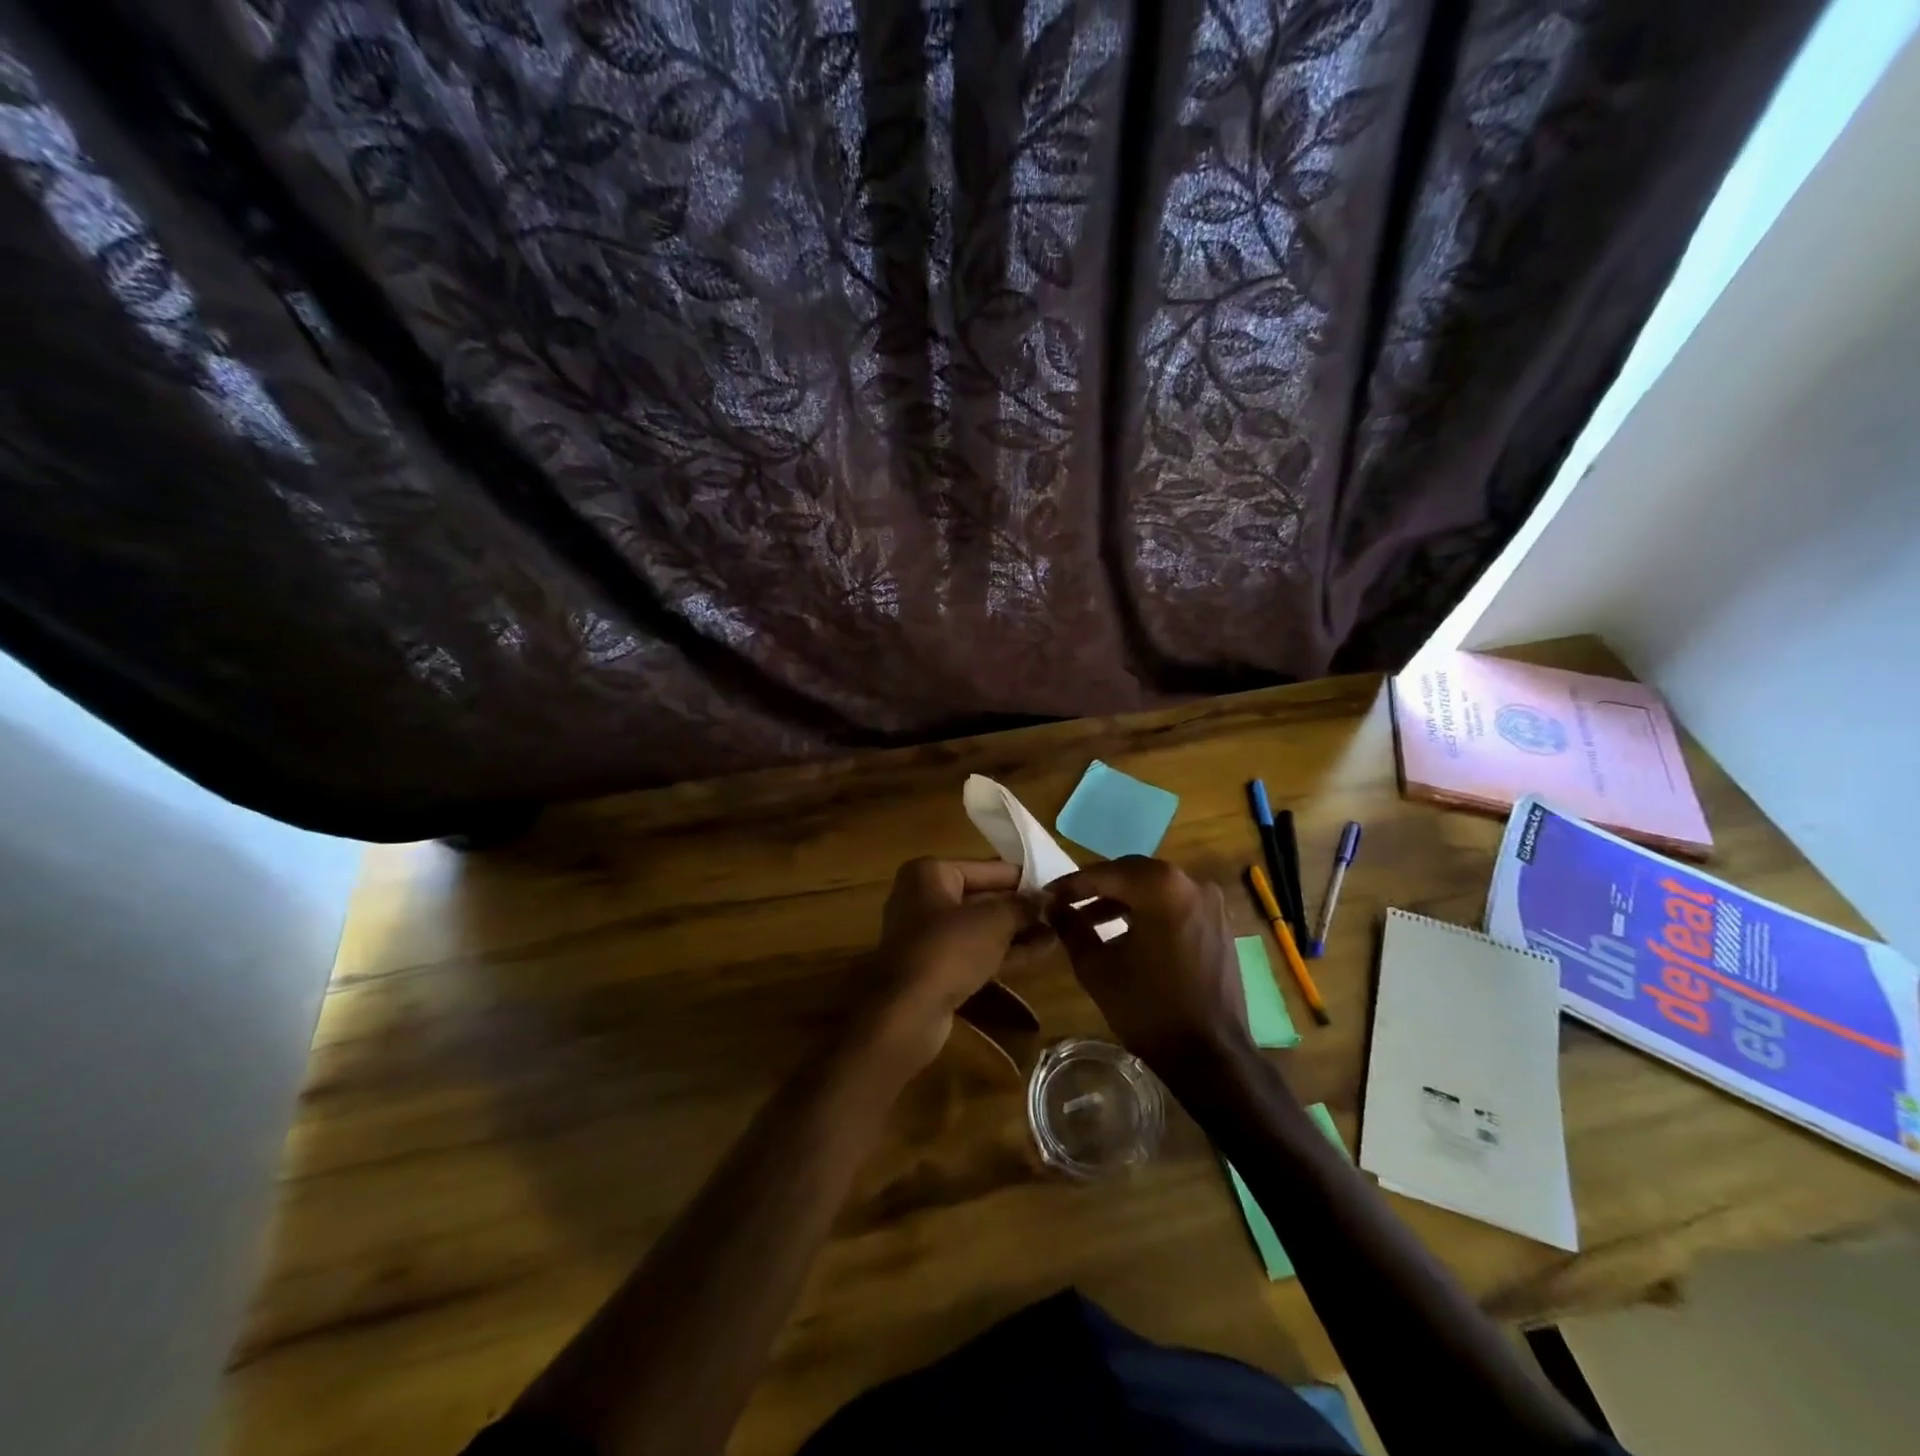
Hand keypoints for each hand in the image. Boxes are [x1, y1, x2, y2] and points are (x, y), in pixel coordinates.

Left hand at [859, 857, 1046, 1074]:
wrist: (906, 1013)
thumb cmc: (948, 950)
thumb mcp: (993, 922)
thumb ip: (1023, 906)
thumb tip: (1049, 898)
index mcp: (930, 873)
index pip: (988, 869)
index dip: (1024, 879)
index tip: (1057, 887)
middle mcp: (924, 898)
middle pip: (983, 898)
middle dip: (1021, 908)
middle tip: (1061, 913)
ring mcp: (928, 935)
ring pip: (981, 928)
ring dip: (1017, 931)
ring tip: (1059, 934)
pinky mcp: (935, 967)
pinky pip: (975, 951)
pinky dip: (1004, 952)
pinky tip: (1041, 953)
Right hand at [1045, 857, 1250, 1071]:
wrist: (1209, 1055)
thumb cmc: (1147, 1008)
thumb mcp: (1096, 967)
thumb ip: (1071, 928)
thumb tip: (1053, 906)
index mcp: (1160, 886)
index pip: (1105, 874)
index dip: (1071, 885)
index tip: (1047, 895)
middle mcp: (1190, 882)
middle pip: (1132, 873)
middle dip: (1097, 887)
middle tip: (1066, 903)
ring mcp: (1210, 902)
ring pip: (1154, 888)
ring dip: (1122, 900)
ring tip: (1090, 921)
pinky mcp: (1218, 923)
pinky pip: (1174, 904)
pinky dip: (1148, 911)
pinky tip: (1125, 933)